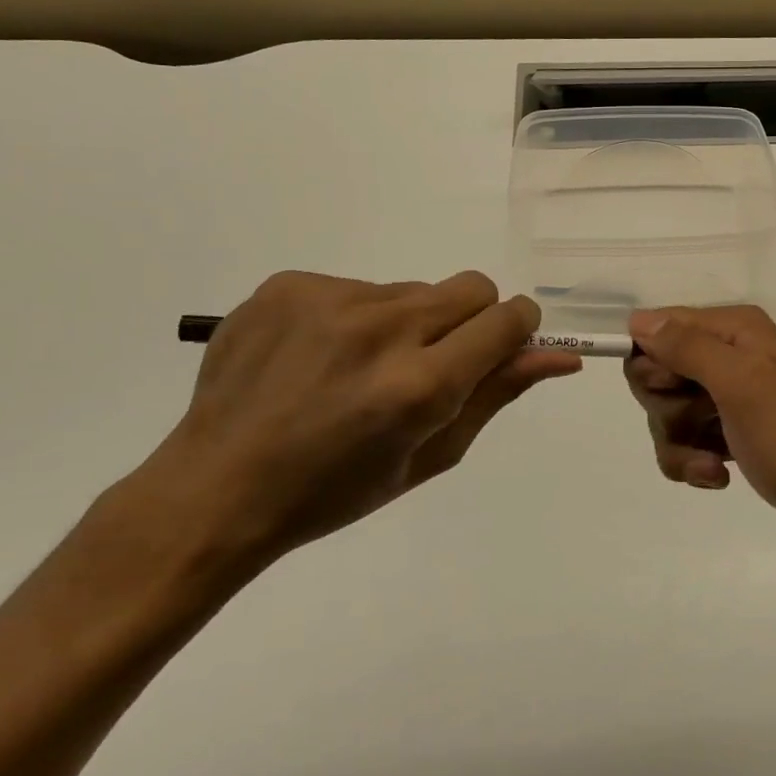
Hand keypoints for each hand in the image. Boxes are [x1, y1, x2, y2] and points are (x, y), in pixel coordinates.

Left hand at [126, 271, 580, 570]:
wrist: (215, 488)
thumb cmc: (334, 491)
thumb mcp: (430, 456)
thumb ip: (498, 395)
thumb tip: (560, 355)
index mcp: (420, 385)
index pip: (507, 318)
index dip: (516, 330)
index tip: (499, 348)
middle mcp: (381, 329)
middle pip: (471, 287)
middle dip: (468, 322)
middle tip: (429, 365)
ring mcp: (329, 300)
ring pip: (413, 289)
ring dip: (407, 323)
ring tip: (359, 369)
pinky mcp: (289, 284)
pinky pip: (357, 286)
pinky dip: (355, 317)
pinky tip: (318, 358)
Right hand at [624, 306, 775, 570]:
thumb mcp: (741, 385)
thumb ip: (687, 348)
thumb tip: (638, 320)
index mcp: (733, 330)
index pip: (657, 331)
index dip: (654, 367)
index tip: (677, 391)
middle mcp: (730, 356)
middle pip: (657, 376)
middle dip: (668, 410)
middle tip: (705, 422)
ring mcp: (733, 398)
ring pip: (668, 415)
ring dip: (681, 445)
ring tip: (714, 465)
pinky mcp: (736, 436)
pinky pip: (689, 443)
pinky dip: (695, 462)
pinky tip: (721, 478)